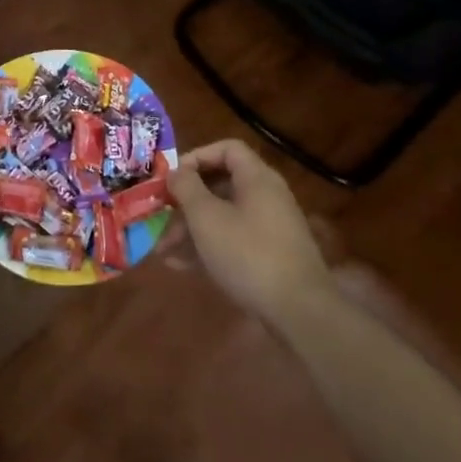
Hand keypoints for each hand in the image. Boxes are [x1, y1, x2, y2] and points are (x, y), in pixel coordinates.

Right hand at [168, 139, 334, 326]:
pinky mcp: (270, 257)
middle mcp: (266, 197)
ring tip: (162, 249)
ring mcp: (270, 229)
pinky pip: (233, 241)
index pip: (227, 149)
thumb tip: (175, 172)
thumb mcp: (207, 218)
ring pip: (224, 217)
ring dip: (191, 229)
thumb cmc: (248, 254)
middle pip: (221, 185)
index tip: (173, 177)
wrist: (299, 312)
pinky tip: (180, 266)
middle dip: (186, 201)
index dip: (197, 157)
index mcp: (257, 178)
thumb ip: (186, 188)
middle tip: (161, 215)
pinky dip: (208, 247)